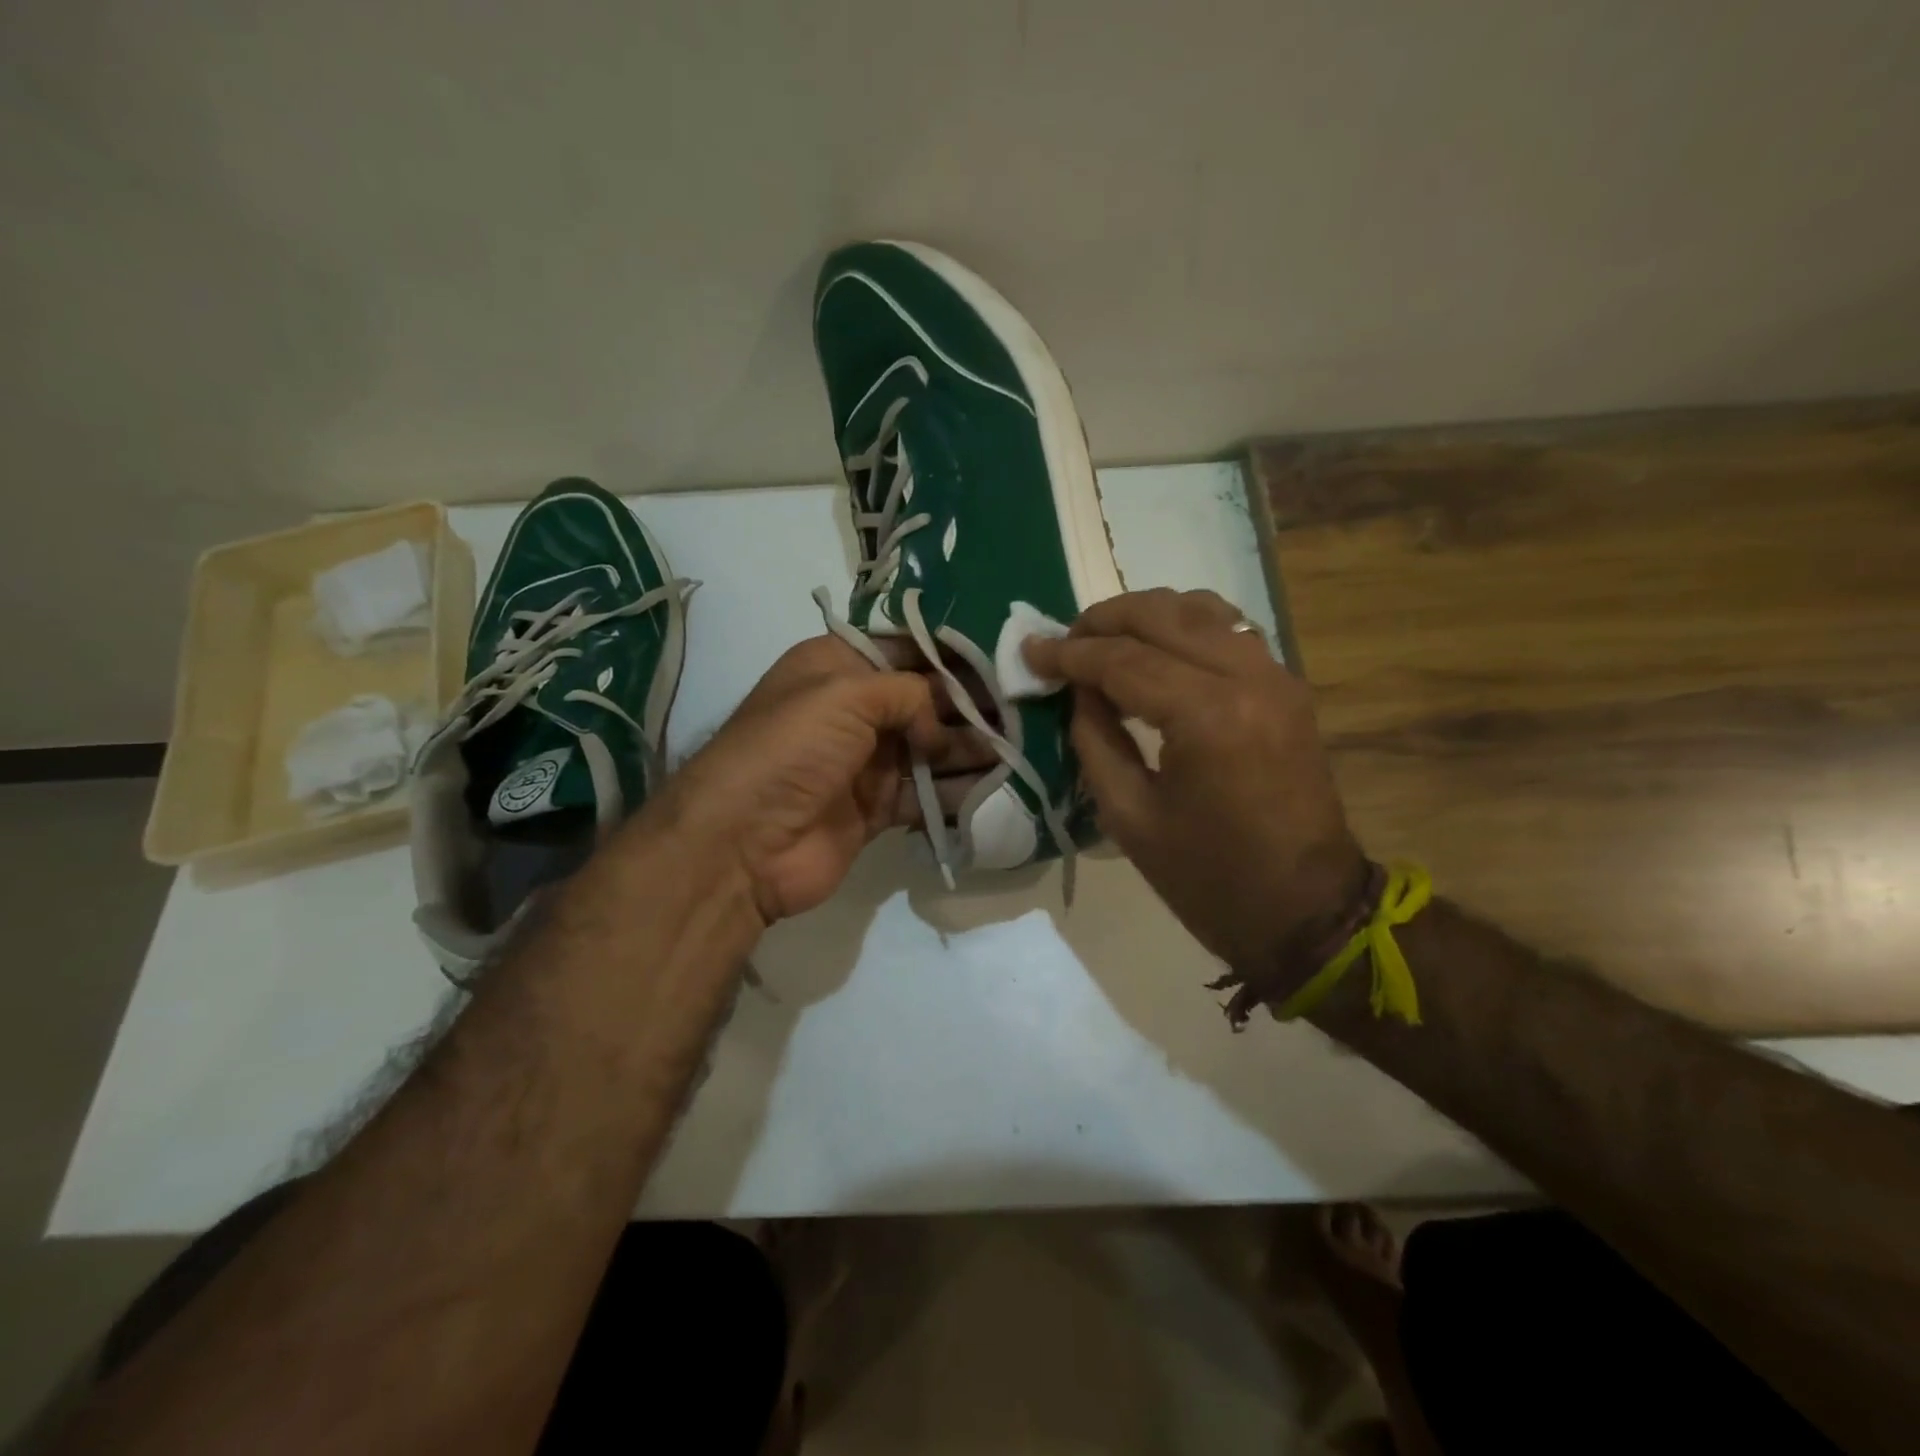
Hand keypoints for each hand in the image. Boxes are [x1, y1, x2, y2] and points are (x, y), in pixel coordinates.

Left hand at [650, 635, 992, 925]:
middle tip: (1026, 706)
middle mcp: (854, 710)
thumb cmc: (790, 750)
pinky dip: (958, 793)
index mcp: (837, 667)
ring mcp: (866, 762)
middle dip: (971, 702)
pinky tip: (999, 788)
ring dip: (973, 748)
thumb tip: (941, 723)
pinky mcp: (877, 809)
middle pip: (925, 699)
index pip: (905, 648)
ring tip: (1024, 746)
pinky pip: (927, 795)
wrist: (742, 844)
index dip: (951, 651)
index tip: (1003, 655)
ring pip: (933, 748)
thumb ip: (907, 692)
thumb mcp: (845, 694)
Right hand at [1025, 589, 1366, 985]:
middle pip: (1163, 614)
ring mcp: (1276, 677)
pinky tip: (1157, 650)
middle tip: (1063, 642)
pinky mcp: (1287, 688)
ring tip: (1105, 641)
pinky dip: (1185, 627)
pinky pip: (1230, 630)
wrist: (1306, 910)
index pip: (1123, 660)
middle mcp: (1247, 677)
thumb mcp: (1128, 816)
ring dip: (1145, 615)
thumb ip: (1095, 739)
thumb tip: (1078, 688)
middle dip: (1103, 620)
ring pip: (1201, 608)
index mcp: (1207, 717)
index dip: (1069, 654)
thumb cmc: (1208, 878)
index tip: (1030, 650)